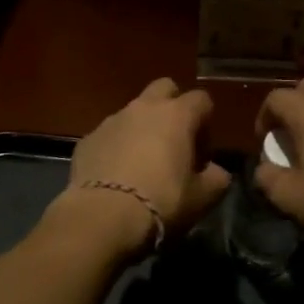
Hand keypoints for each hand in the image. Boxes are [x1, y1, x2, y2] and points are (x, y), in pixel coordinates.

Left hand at [60, 79, 231, 254]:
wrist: (103, 216)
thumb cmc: (162, 201)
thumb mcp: (201, 198)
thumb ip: (216, 179)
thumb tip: (216, 172)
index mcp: (177, 115)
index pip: (201, 100)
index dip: (206, 124)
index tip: (202, 153)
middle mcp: (144, 108)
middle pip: (164, 88)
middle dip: (172, 107)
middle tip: (174, 142)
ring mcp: (112, 120)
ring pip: (133, 111)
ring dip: (142, 128)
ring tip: (142, 164)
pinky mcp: (88, 138)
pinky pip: (109, 134)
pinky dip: (116, 147)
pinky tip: (116, 176)